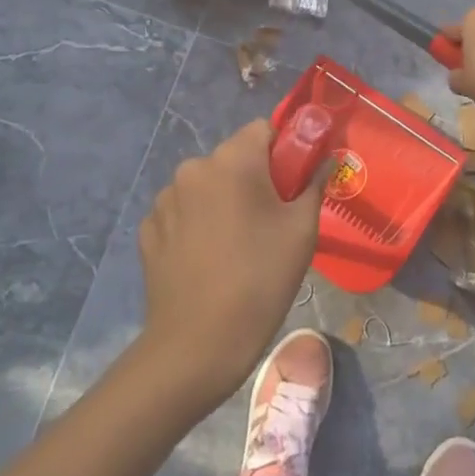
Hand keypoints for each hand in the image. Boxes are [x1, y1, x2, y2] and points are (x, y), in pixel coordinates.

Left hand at [138, 119, 321, 407]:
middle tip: (270, 222)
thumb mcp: (301, 232)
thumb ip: (315, 185)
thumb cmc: (259, 281)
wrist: (196, 346)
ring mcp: (165, 199)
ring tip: (235, 247)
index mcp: (232, 160)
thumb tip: (326, 159)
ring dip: (222, 201)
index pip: (263, 130)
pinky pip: (182, 212)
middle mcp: (193, 168)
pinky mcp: (148, 229)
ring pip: (206, 185)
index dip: (283, 152)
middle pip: (233, 158)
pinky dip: (196, 224)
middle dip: (253, 179)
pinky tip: (206, 260)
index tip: (292, 186)